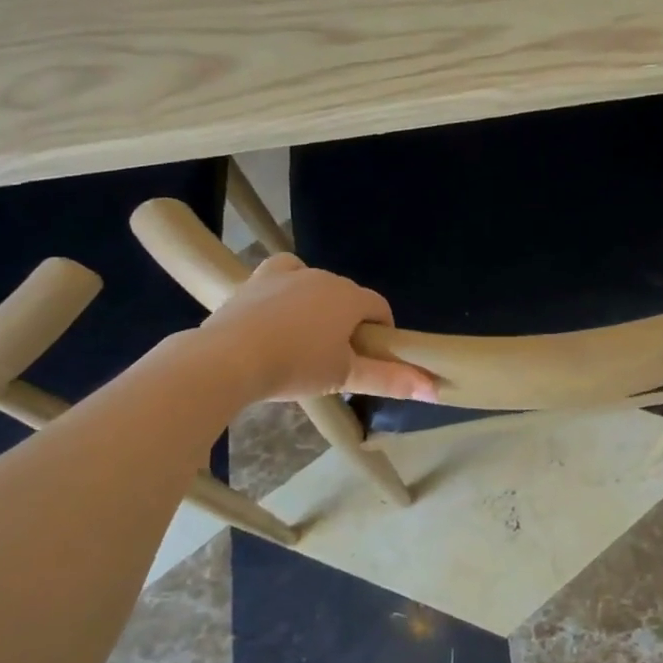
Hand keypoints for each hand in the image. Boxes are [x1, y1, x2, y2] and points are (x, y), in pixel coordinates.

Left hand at [199, 254, 435, 402]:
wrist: (229, 358)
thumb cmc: (295, 367)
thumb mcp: (346, 378)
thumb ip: (391, 380)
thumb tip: (434, 389)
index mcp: (350, 298)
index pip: (380, 308)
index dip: (382, 332)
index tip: (372, 359)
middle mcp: (324, 277)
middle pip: (349, 297)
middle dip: (350, 322)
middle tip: (337, 358)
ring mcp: (288, 274)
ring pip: (317, 285)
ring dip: (320, 307)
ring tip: (306, 340)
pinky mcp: (257, 278)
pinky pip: (284, 274)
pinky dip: (289, 287)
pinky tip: (281, 307)